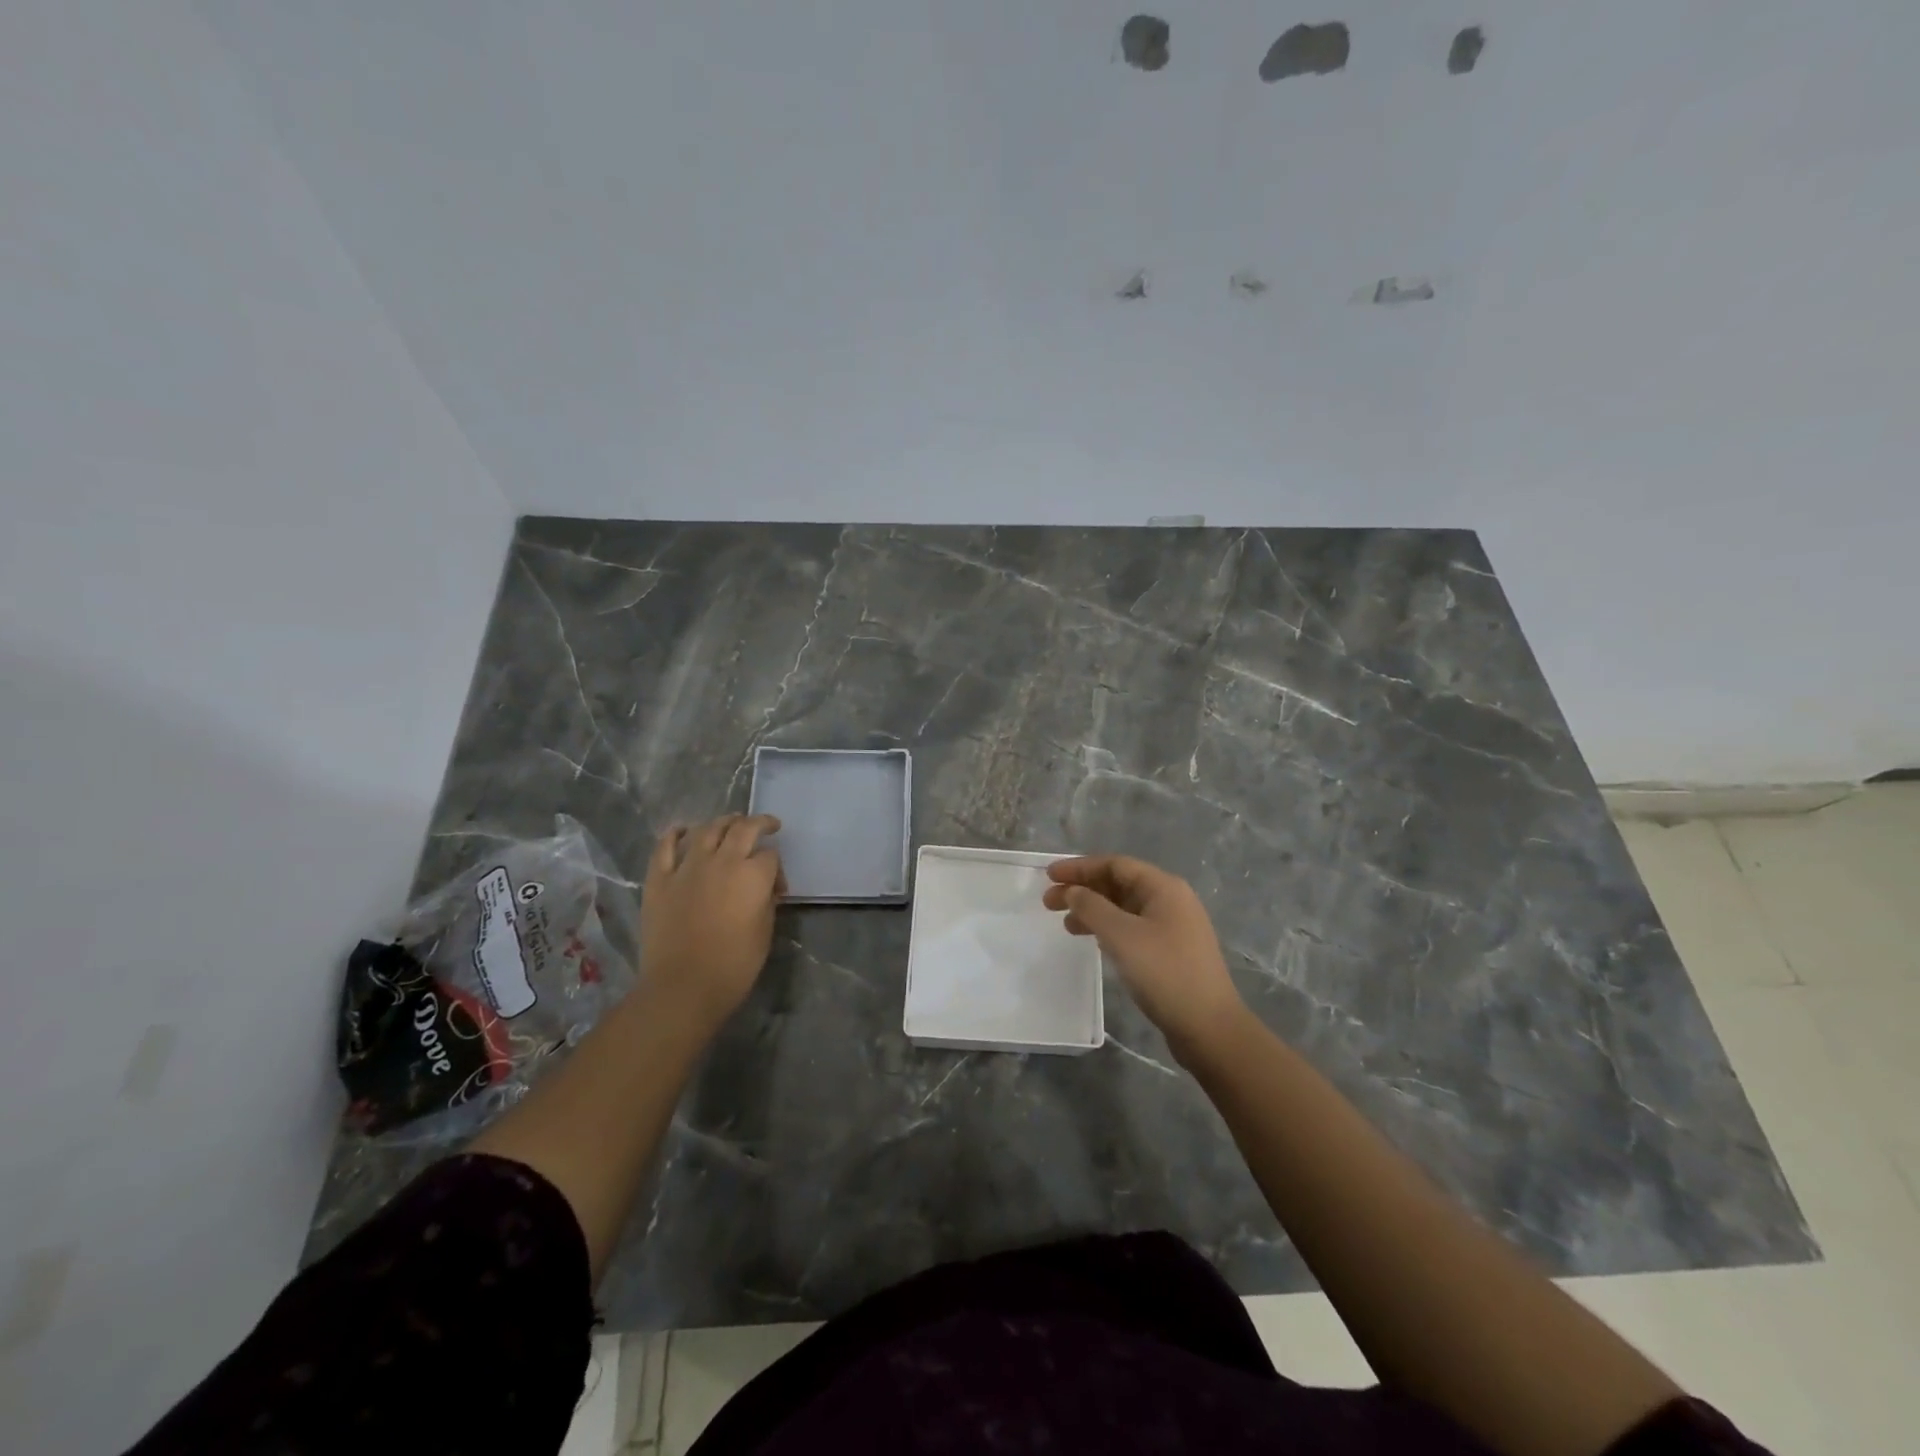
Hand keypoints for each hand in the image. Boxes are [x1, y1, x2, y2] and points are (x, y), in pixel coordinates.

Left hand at [638, 814, 784, 1037]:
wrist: (683, 987)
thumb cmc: (734, 965)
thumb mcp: (765, 931)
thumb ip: (766, 901)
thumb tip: (764, 888)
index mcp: (753, 875)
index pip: (770, 856)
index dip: (778, 868)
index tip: (777, 887)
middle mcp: (722, 861)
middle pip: (743, 828)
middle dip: (759, 823)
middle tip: (767, 825)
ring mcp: (687, 867)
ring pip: (707, 829)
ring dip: (723, 822)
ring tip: (730, 823)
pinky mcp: (659, 879)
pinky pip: (665, 847)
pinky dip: (674, 834)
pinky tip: (682, 830)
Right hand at [1043, 855, 1246, 1061]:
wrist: (1209, 1027)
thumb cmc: (1164, 973)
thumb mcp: (1121, 935)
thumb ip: (1091, 907)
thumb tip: (1072, 891)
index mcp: (1163, 887)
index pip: (1115, 864)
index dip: (1079, 867)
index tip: (1049, 876)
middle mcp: (1171, 900)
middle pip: (1119, 883)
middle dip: (1083, 889)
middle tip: (1049, 903)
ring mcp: (1173, 927)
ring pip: (1125, 908)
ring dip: (1093, 911)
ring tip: (1066, 925)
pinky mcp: (1171, 951)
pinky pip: (1132, 927)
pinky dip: (1109, 929)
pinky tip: (1094, 942)